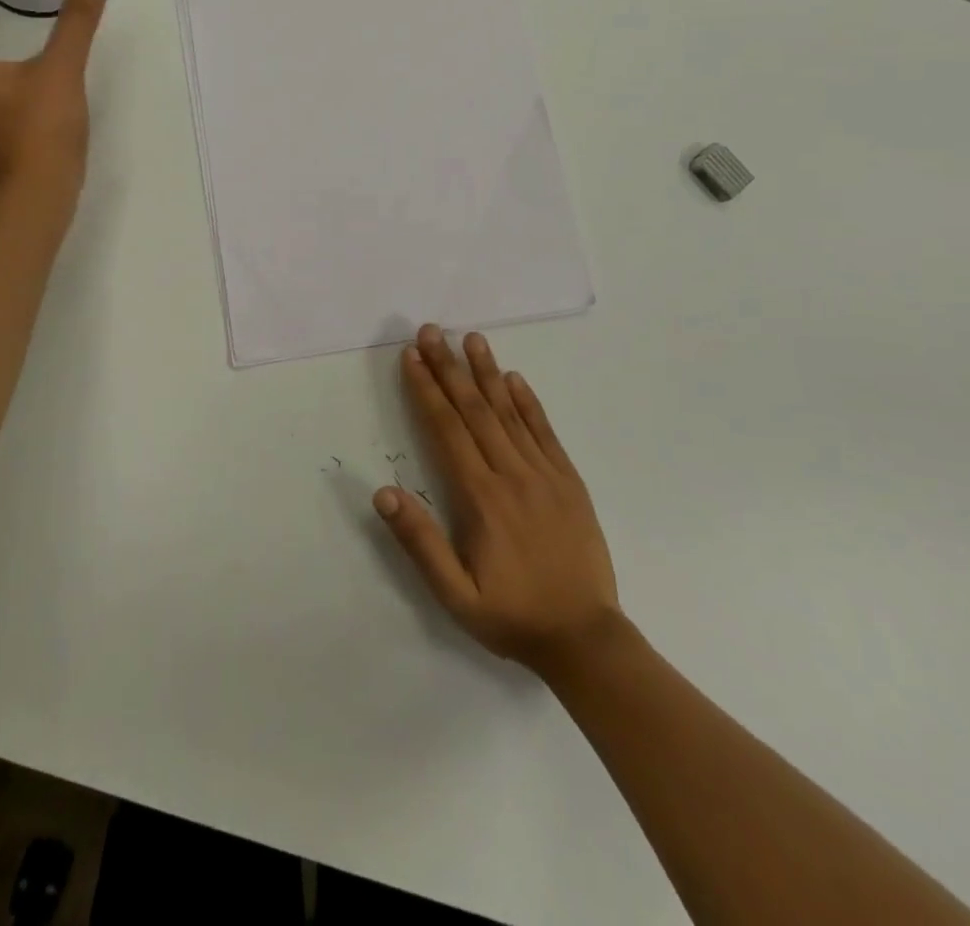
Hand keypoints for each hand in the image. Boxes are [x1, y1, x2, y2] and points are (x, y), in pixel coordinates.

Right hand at [376, 325, 624, 675]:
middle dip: (449, 367)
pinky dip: (528, 402)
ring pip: (510, 412)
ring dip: (487, 372)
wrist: (586, 638)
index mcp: (480, 497)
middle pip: (474, 409)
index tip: (411, 357)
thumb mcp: (454, 595)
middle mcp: (511, 474)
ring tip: (471, 339)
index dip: (426, 390)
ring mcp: (545, 474)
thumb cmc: (512, 616)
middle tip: (432, 331)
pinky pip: (545, 432)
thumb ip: (419, 542)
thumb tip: (383, 492)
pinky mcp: (569, 481)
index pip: (446, 429)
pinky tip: (515, 378)